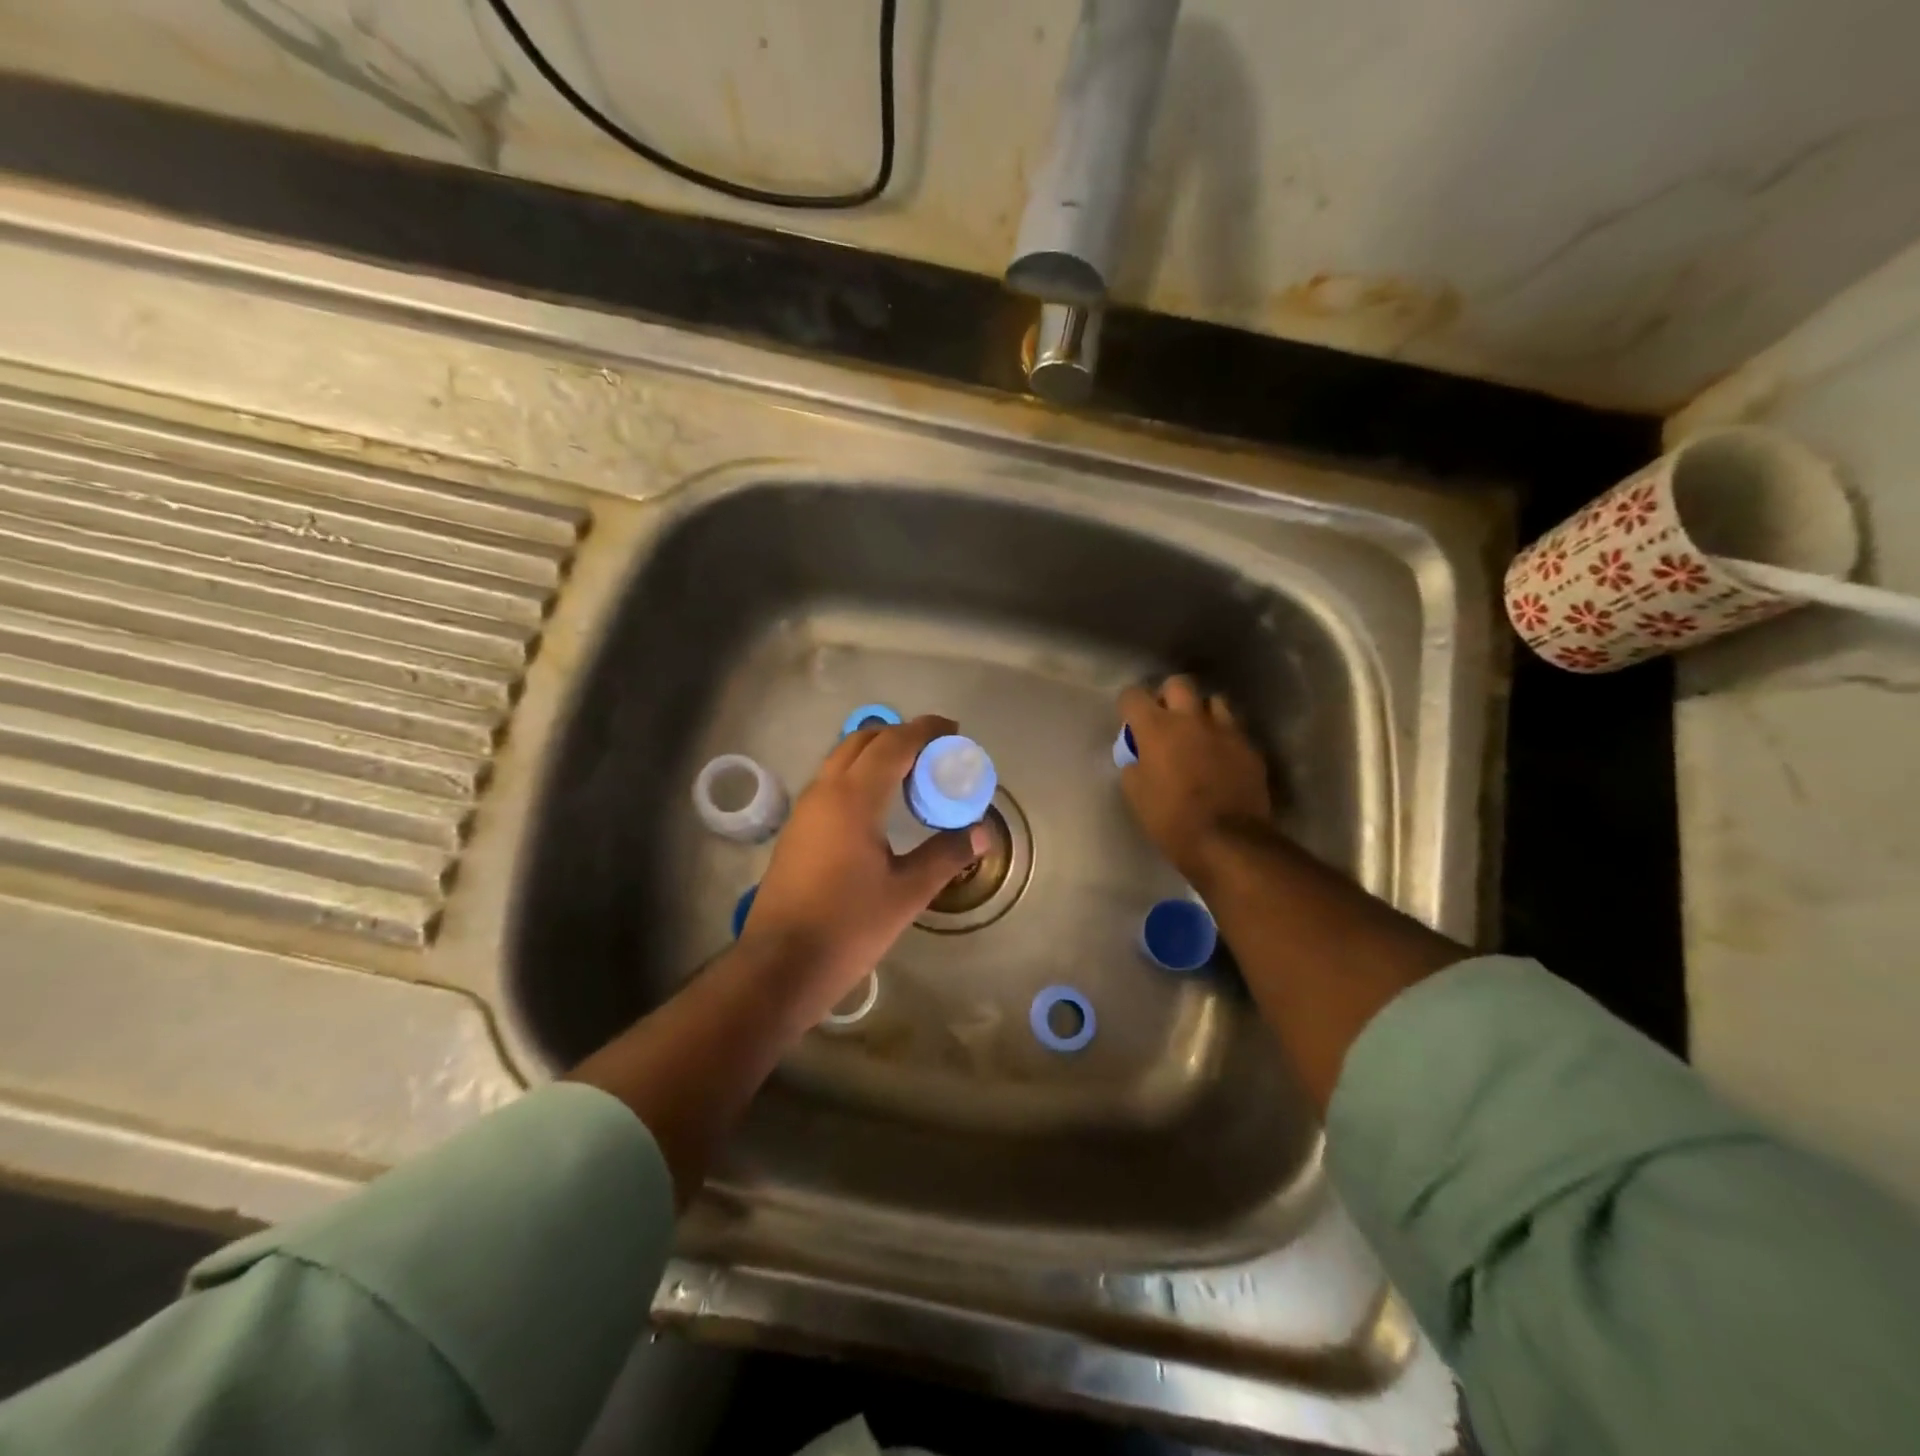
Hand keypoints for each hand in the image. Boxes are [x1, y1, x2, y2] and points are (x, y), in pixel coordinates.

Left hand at [739, 715, 988, 1022]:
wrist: (781, 965)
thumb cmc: (848, 927)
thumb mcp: (906, 893)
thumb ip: (945, 856)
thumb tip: (980, 833)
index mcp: (853, 799)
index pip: (893, 744)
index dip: (925, 730)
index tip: (953, 730)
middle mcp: (824, 791)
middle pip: (862, 741)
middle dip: (900, 736)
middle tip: (935, 752)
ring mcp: (805, 809)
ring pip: (841, 759)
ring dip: (876, 754)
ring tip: (912, 775)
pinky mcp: (797, 829)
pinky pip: (831, 782)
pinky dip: (859, 774)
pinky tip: (880, 805)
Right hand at [1117, 677, 1271, 882]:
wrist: (1228, 842)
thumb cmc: (1171, 820)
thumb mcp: (1136, 796)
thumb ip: (1134, 766)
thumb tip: (1138, 757)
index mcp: (1156, 728)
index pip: (1133, 695)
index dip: (1128, 706)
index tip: (1130, 722)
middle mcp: (1191, 719)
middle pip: (1179, 684)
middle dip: (1169, 696)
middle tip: (1165, 720)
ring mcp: (1226, 731)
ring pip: (1214, 701)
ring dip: (1202, 712)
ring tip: (1198, 734)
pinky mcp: (1250, 748)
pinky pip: (1235, 730)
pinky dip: (1224, 737)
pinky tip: (1221, 758)